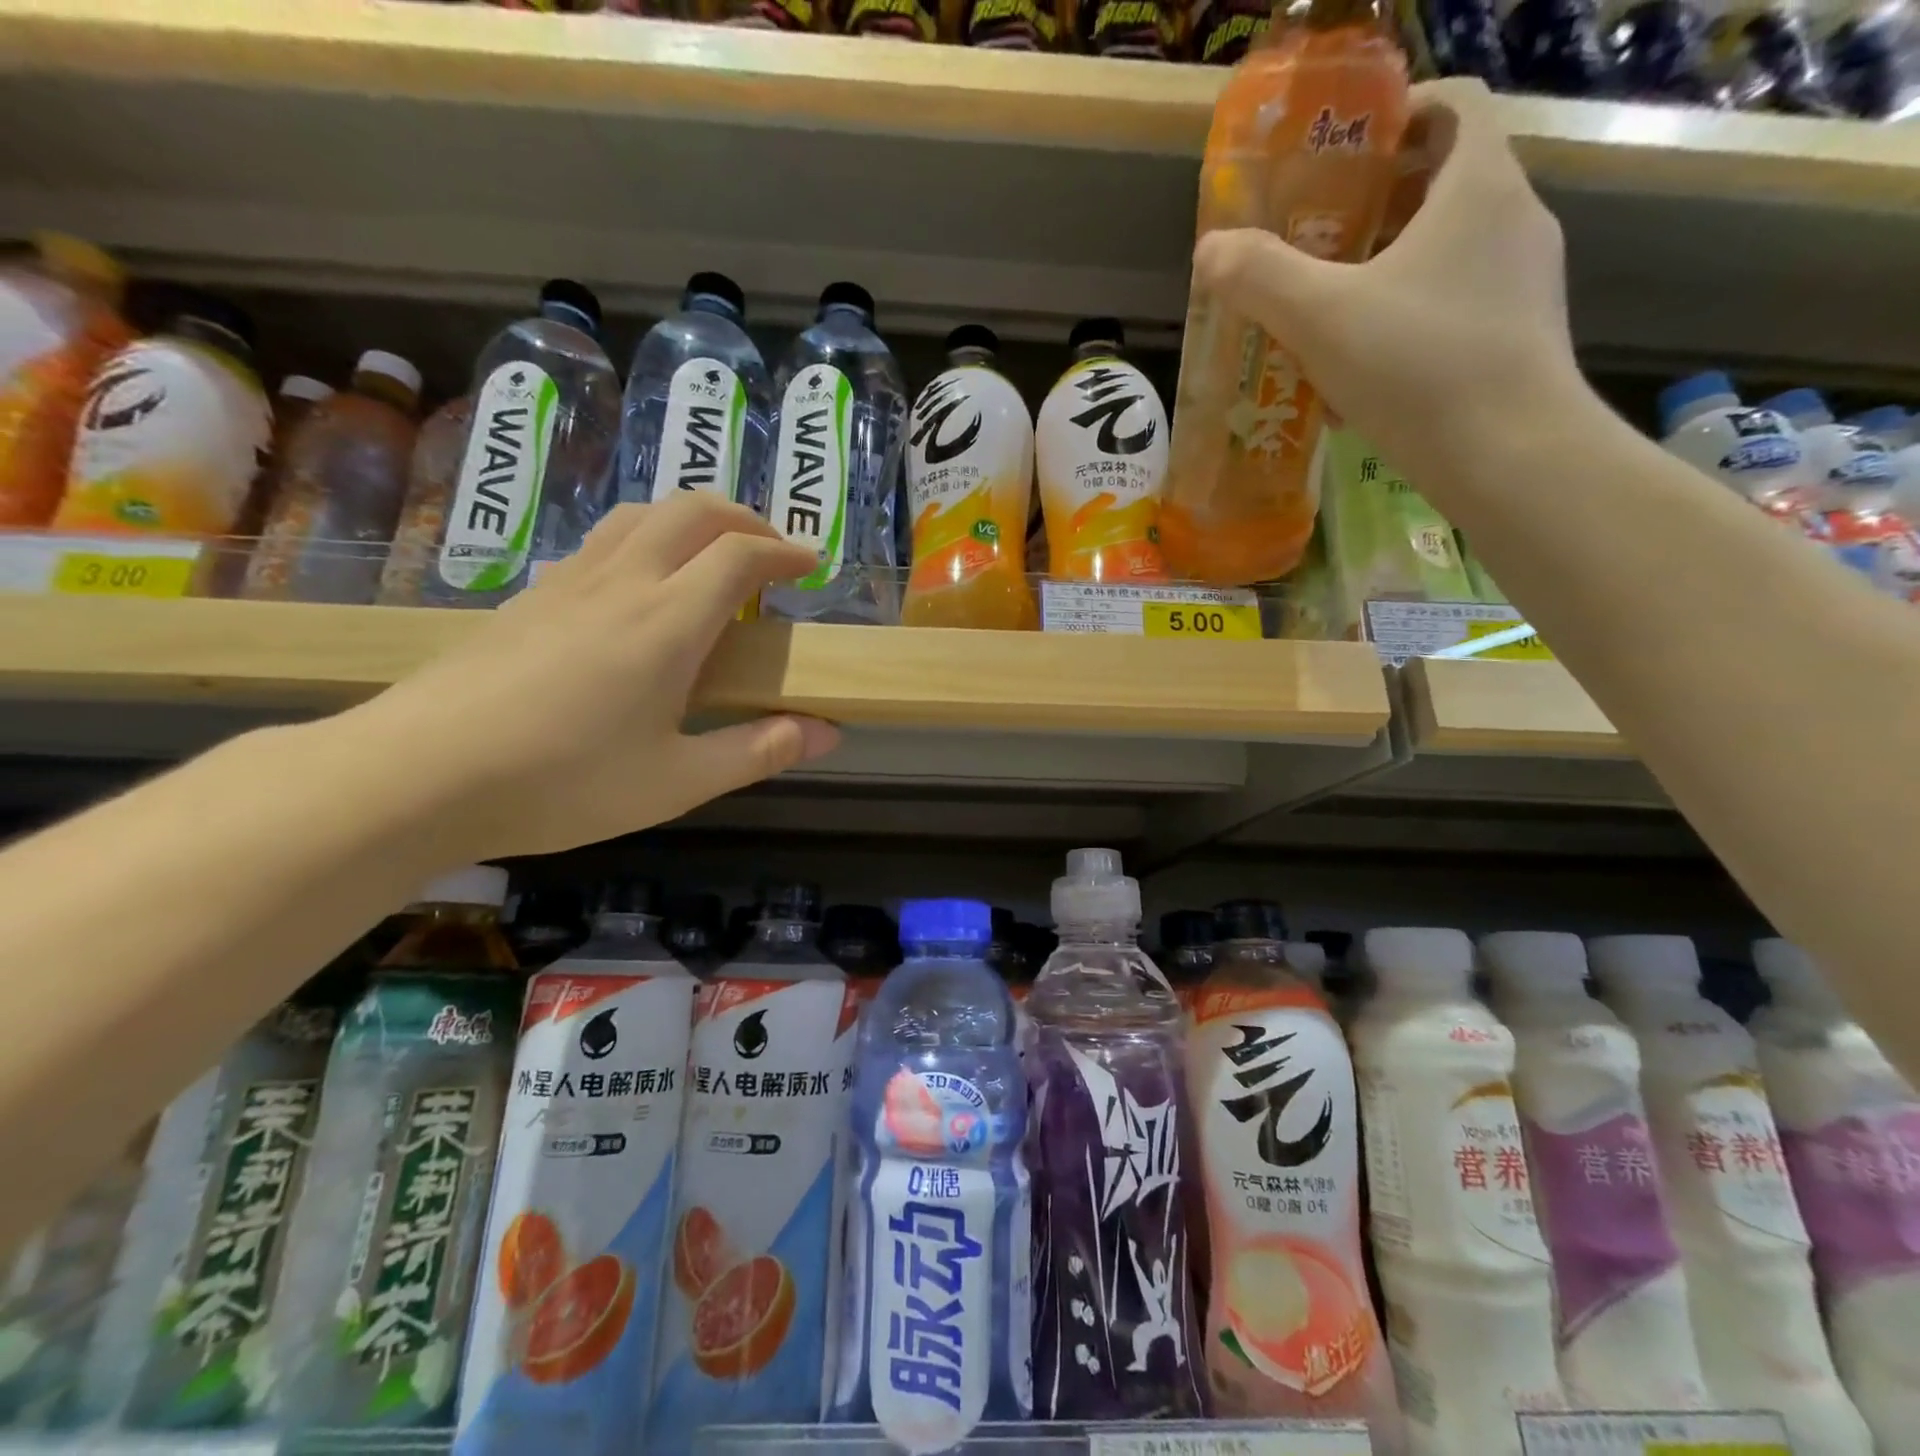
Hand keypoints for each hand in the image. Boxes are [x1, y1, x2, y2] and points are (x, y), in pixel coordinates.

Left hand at [341, 496, 839, 859]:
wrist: (419, 774)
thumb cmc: (564, 782)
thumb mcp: (678, 781)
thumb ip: (759, 750)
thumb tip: (826, 731)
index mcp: (668, 621)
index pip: (741, 555)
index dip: (785, 551)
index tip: (812, 565)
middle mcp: (622, 583)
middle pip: (691, 510)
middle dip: (743, 518)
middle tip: (770, 552)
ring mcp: (567, 583)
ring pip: (639, 515)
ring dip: (690, 520)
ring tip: (711, 558)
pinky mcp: (529, 597)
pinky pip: (601, 542)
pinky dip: (644, 540)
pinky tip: (639, 590)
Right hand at [1193, 78, 1583, 490]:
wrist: (1508, 455)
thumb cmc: (1417, 366)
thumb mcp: (1320, 318)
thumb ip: (1260, 278)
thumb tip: (1210, 251)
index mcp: (1478, 186)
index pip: (1453, 105)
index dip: (1396, 116)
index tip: (1341, 157)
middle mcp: (1514, 220)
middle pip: (1441, 184)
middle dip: (1373, 208)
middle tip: (1313, 244)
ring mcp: (1522, 284)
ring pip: (1444, 254)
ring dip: (1384, 273)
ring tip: (1327, 315)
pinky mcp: (1517, 339)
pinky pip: (1451, 310)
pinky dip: (1404, 323)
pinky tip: (1360, 374)